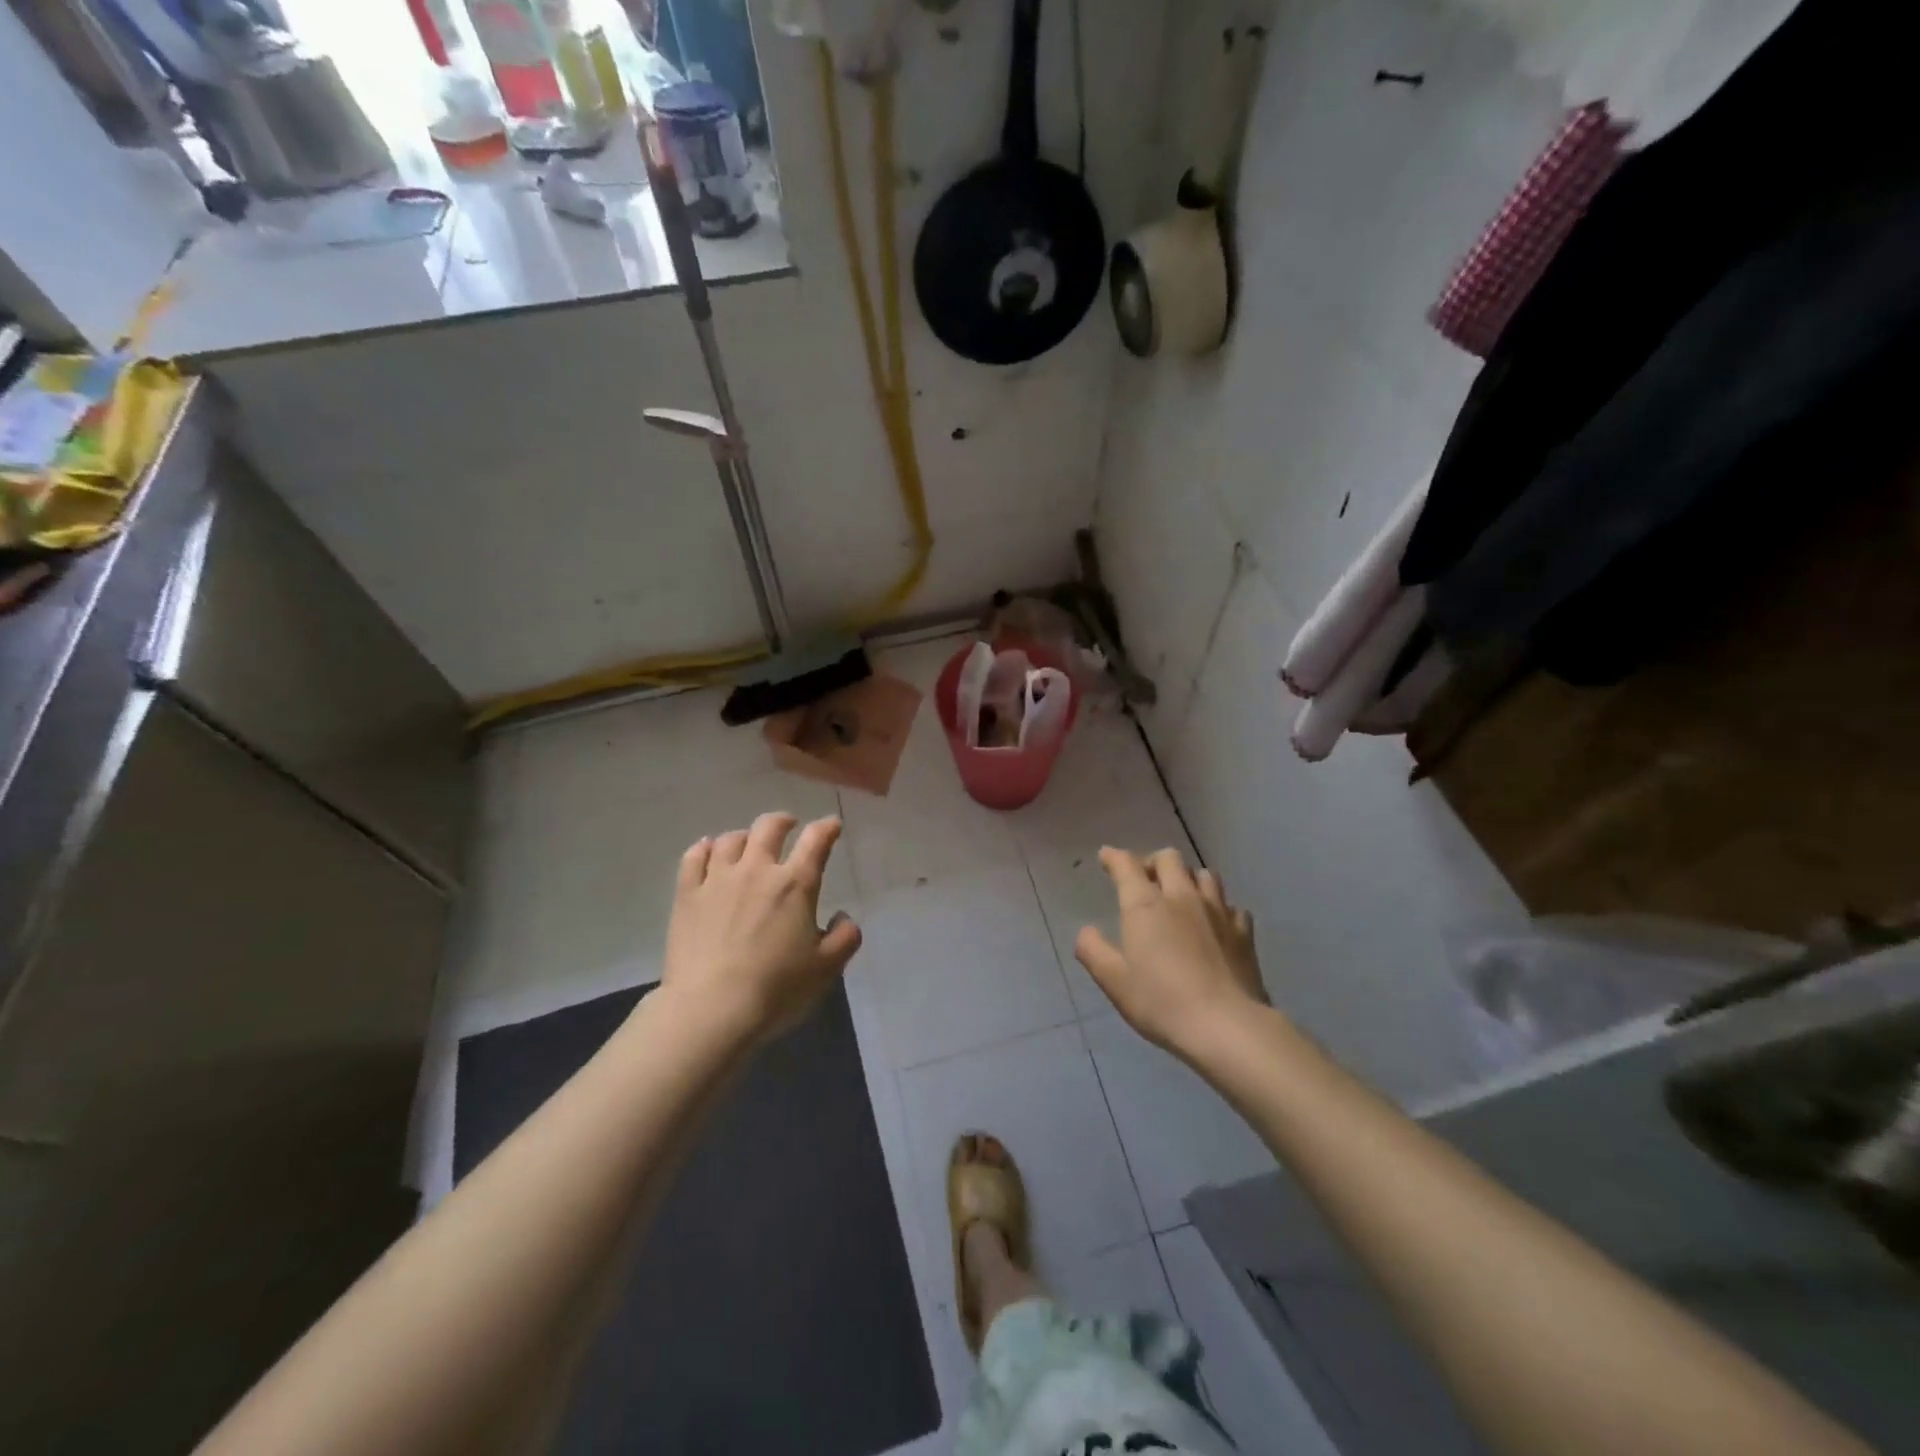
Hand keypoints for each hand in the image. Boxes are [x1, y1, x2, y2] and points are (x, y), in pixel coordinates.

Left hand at [660, 813, 861, 1042]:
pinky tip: (707, 850)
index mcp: (795, 884)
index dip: (827, 828)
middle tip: (789, 826)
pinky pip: (693, 858)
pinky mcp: (687, 895)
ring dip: (745, 836)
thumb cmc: (776, 989)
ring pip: (731, 839)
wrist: (711, 1010)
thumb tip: (843, 917)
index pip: (816, 841)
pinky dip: (704, 848)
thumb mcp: (826, 969)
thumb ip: (845, 938)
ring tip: (748, 844)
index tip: (832, 825)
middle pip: (769, 827)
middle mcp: (756, 870)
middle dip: (783, 821)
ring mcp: (717, 879)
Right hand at [1075, 847, 1268, 1058]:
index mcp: (1146, 905)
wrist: (1227, 1026)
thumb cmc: (1162, 1002)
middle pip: (1169, 859)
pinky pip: (1231, 906)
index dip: (1114, 857)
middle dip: (1152, 862)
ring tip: (1181, 895)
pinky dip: (1219, 908)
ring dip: (1188, 878)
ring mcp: (1218, 911)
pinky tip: (1215, 924)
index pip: (1127, 865)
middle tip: (1144, 879)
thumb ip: (1093, 951)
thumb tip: (1086, 931)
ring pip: (1204, 874)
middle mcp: (1182, 897)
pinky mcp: (1244, 932)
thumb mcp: (1114, 981)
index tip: (1106, 857)